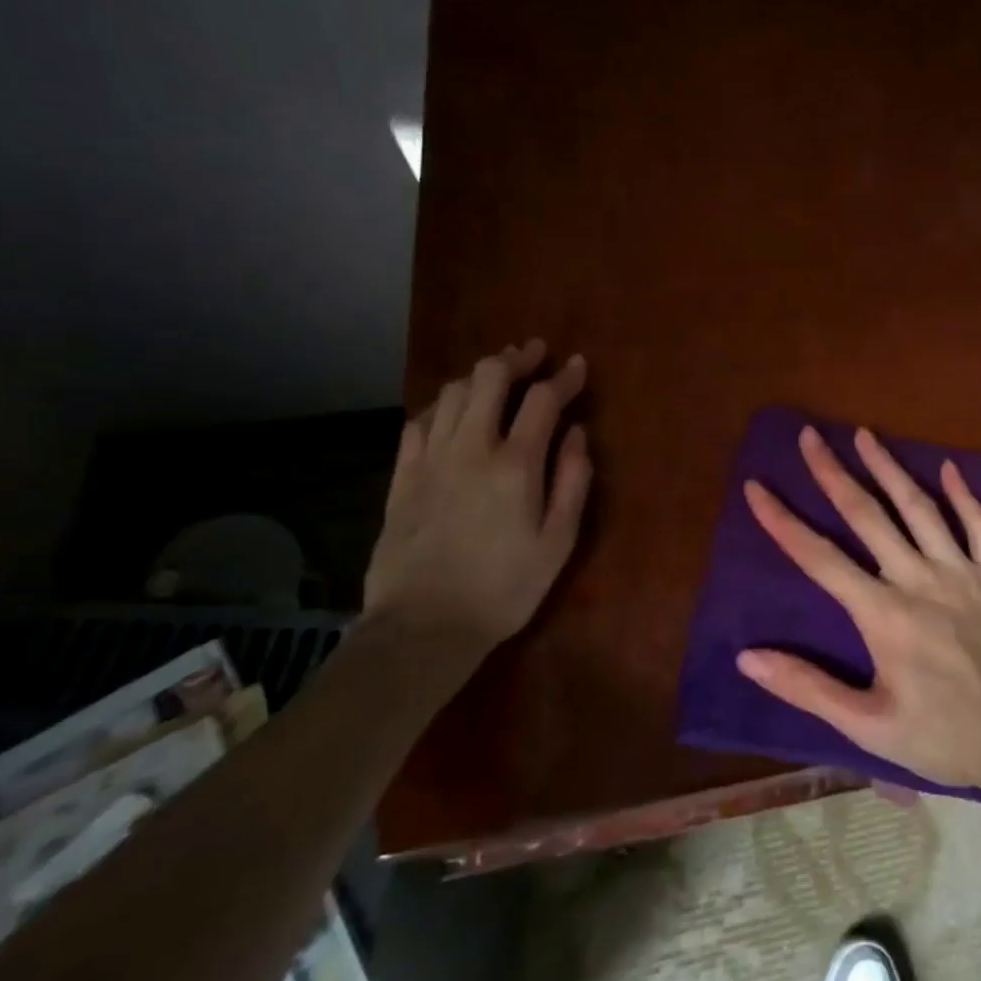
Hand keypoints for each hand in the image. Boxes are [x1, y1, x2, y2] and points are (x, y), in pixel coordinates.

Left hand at [364, 340, 590, 665]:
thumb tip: (576, 434)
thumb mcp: (559, 542)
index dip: (563, 378)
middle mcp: (470, 448)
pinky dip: (442, 404)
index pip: (542, 400)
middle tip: (535, 353)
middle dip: (516, 358)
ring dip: (479, 375)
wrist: (425, 626)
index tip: (578, 366)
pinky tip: (453, 410)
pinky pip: (419, 421)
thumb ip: (572, 482)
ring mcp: (430, 459)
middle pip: (488, 378)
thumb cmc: (506, 588)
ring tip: (499, 375)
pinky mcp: (402, 477)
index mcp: (515, 465)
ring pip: (452, 392)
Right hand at [737, 425, 980, 792]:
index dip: (783, 521)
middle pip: (867, 515)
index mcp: (881, 613)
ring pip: (920, 507)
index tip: (757, 487)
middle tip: (810, 435)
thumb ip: (806, 687)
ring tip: (865, 434)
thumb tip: (747, 656)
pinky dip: (965, 495)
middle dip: (833, 472)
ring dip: (889, 467)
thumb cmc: (944, 737)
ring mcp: (961, 572)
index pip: (819, 557)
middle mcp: (917, 578)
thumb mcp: (867, 725)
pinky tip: (951, 467)